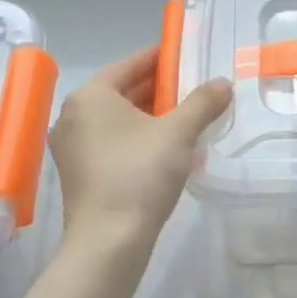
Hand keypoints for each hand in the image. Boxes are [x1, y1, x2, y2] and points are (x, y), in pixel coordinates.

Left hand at [47, 48, 232, 253]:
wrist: (108, 243)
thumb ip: (202, 102)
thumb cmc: (139, 174)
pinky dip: (138, 136)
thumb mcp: (178, 133)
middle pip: (122, 91)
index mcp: (90, 96)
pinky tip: (169, 146)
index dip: (160, 57)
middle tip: (194, 85)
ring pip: (118, 118)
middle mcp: (73, 115)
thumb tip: (223, 83)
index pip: (129, 64)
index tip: (185, 54)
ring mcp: (72, 147)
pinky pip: (112, 141)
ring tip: (187, 114)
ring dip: (151, 114)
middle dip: (159, 88)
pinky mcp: (79, 173)